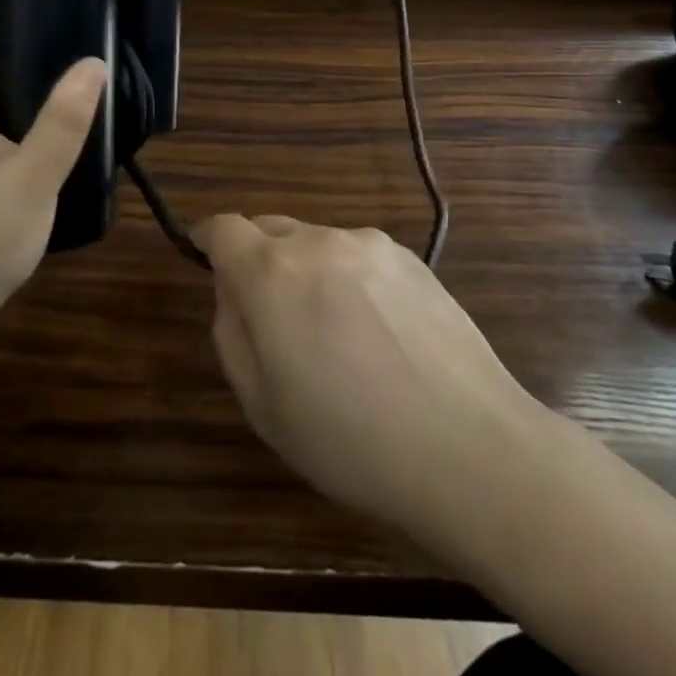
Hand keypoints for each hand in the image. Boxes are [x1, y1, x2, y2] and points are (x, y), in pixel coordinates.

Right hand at [195, 215, 550, 546]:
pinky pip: (358, 256)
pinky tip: (379, 334)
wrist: (470, 448)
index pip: (223, 227)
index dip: (208, 239)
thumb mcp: (263, 405)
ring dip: (307, 272)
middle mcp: (318, 241)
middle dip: (258, 261)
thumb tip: (232, 291)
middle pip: (269, 229)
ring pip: (316, 243)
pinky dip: (350, 279)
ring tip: (337, 336)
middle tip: (273, 319)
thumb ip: (231, 332)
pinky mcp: (411, 258)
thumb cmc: (351, 440)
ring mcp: (369, 244)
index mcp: (272, 272)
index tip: (205, 259)